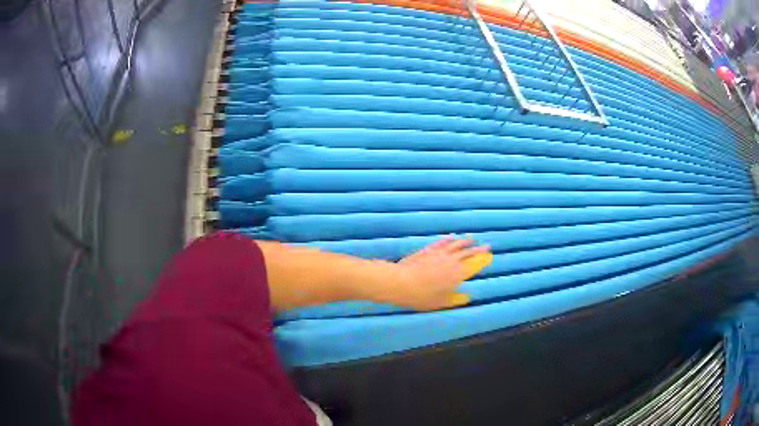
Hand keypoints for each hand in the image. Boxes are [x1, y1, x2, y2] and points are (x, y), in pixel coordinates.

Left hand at [375, 237, 491, 310]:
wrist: (402, 282)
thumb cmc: (422, 296)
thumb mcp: (441, 302)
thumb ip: (455, 299)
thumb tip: (467, 297)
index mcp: (458, 274)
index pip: (474, 264)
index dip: (482, 259)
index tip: (489, 255)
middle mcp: (451, 260)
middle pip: (467, 252)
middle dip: (478, 249)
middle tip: (486, 246)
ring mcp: (439, 253)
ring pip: (456, 245)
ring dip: (465, 241)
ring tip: (471, 239)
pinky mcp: (428, 250)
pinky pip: (442, 242)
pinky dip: (448, 239)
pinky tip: (451, 238)